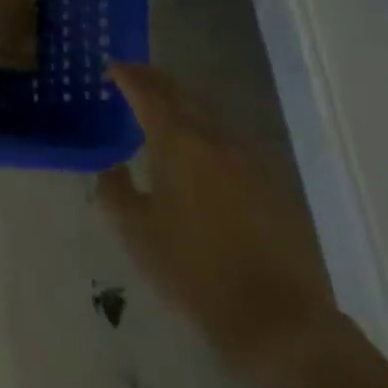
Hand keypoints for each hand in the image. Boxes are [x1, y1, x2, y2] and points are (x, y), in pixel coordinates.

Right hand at [97, 64, 330, 373]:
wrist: (277, 319)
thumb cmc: (193, 270)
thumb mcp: (136, 233)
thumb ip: (114, 191)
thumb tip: (109, 166)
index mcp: (179, 143)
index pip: (149, 93)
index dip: (128, 77)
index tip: (112, 68)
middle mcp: (216, 140)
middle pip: (182, 95)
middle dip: (156, 82)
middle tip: (134, 78)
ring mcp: (249, 160)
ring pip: (208, 117)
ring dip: (182, 107)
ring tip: (160, 112)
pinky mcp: (271, 184)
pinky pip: (228, 143)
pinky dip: (204, 134)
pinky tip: (197, 154)